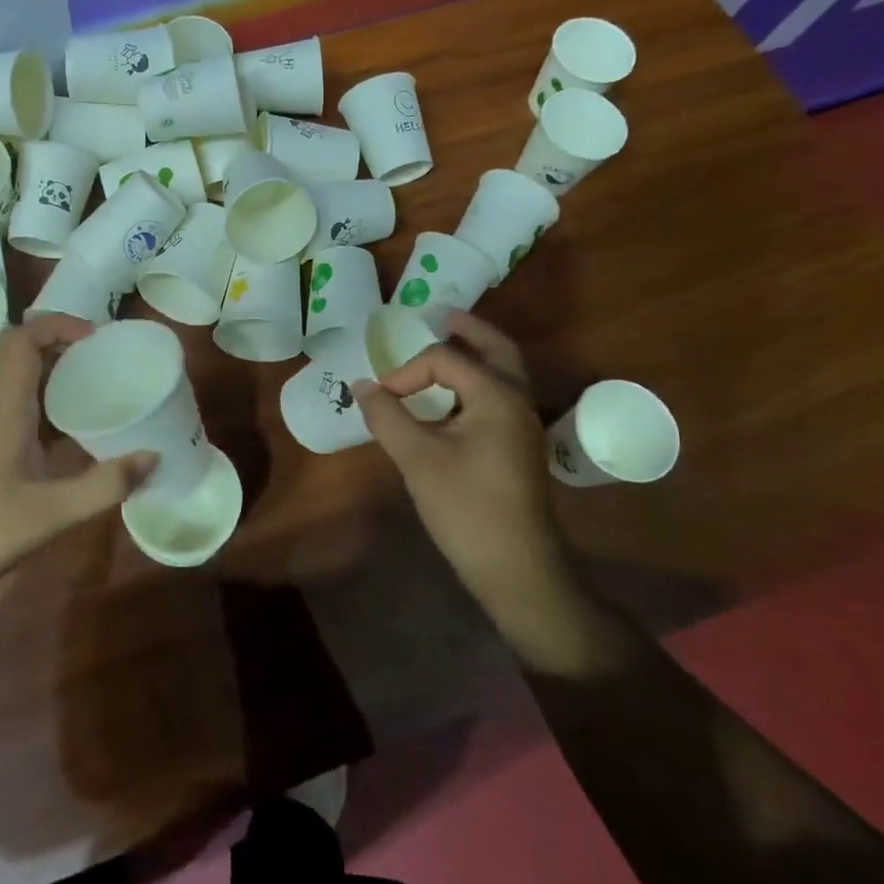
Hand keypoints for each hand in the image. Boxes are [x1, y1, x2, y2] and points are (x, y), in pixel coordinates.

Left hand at [0, 316, 155, 611]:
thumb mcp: (51, 513)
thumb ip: (104, 485)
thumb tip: (153, 456)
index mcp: (4, 410)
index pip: (22, 340)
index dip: (57, 324)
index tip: (97, 336)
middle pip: (26, 356)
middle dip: (67, 346)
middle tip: (111, 358)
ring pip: (25, 384)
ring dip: (61, 376)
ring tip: (105, 385)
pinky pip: (25, 411)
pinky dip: (54, 406)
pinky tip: (81, 430)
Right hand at [355, 312, 598, 661]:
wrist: (516, 569)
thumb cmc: (466, 507)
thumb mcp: (417, 459)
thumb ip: (387, 416)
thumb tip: (362, 385)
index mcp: (497, 395)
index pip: (445, 359)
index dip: (406, 371)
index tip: (380, 398)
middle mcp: (517, 401)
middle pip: (496, 349)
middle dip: (467, 330)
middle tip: (438, 315)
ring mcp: (522, 426)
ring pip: (503, 373)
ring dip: (475, 354)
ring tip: (445, 344)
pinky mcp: (517, 448)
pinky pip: (498, 397)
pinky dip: (475, 382)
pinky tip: (450, 398)